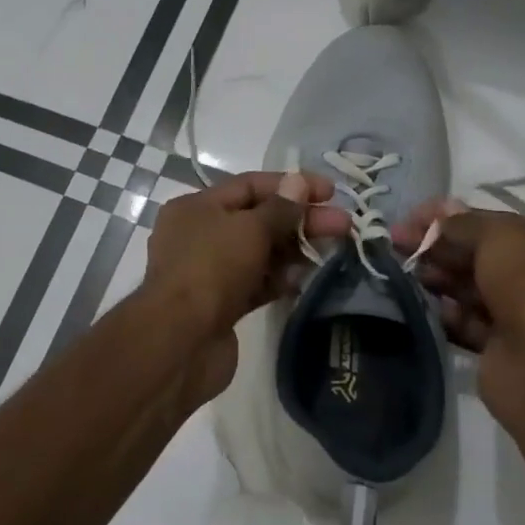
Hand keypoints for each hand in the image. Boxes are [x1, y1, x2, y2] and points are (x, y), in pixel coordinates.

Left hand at [144, 171, 348, 337]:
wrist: (181, 342)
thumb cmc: (211, 269)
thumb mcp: (249, 229)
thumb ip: (279, 208)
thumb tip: (298, 183)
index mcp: (195, 208)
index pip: (248, 186)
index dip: (291, 185)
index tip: (330, 191)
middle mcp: (198, 236)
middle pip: (257, 220)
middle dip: (300, 220)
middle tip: (344, 225)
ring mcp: (208, 273)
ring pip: (258, 253)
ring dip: (293, 250)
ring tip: (333, 250)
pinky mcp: (220, 306)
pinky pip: (255, 284)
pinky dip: (278, 279)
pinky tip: (305, 279)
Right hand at [392, 201, 524, 356]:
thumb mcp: (499, 237)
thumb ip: (464, 223)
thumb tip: (440, 212)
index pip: (490, 223)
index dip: (449, 217)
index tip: (410, 217)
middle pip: (476, 255)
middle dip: (437, 246)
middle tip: (396, 243)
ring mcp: (518, 315)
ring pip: (468, 288)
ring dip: (437, 278)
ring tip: (407, 272)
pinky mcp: (498, 346)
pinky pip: (465, 322)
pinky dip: (445, 314)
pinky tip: (425, 306)